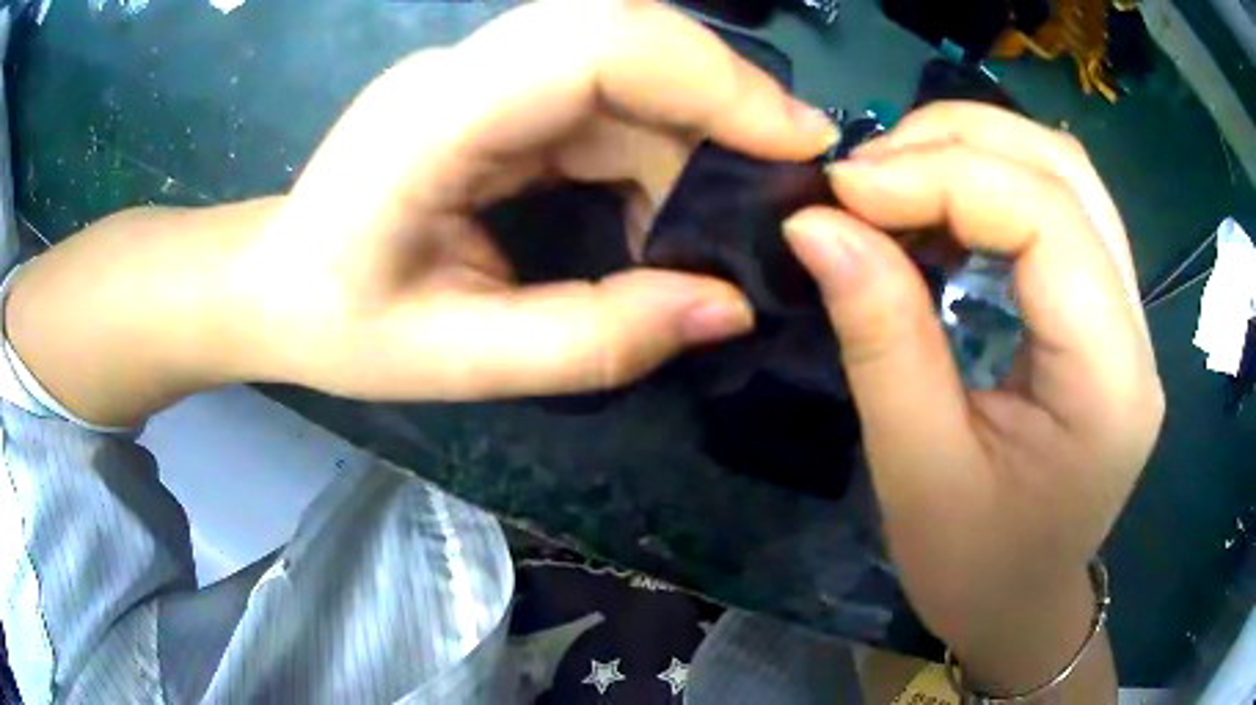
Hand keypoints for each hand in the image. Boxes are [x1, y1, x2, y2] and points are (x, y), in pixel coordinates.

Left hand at [228, 0, 835, 400]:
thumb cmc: (336, 325)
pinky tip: (657, 215)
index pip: (595, 42)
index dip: (712, 75)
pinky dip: (657, 149)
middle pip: (627, 36)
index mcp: (434, 120)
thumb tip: (726, 307)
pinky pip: (606, 98)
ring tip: (712, 227)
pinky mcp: (497, 94)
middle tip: (784, 184)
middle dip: (725, 101)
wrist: (272, 284)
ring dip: (693, 137)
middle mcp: (464, 72)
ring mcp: (482, 76)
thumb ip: (592, 340)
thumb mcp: (455, 361)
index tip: (796, 142)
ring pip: (628, 67)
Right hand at [783, 103, 1162, 693]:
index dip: (944, 177)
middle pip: (1066, 172)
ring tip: (896, 181)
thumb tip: (815, 223)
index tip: (843, 189)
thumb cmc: (973, 569)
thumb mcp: (916, 470)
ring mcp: (1128, 317)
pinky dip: (990, 188)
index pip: (1048, 219)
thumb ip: (880, 335)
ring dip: (975, 153)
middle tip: (867, 171)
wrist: (1022, 607)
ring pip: (1065, 177)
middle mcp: (1135, 331)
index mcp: (1108, 383)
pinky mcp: (1104, 316)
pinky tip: (940, 215)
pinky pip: (1057, 212)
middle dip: (959, 141)